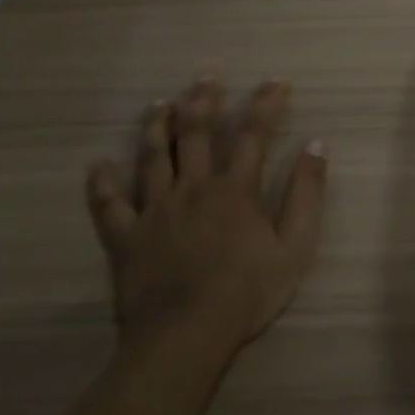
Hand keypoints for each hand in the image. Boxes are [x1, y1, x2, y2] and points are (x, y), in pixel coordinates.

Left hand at [86, 80, 324, 359]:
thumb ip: (306, 193)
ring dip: (157, 126)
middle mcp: (193, 188)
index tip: (276, 82)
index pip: (253, 134)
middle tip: (205, 78)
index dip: (266, 104)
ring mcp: (154, 211)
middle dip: (203, 102)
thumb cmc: (248, 292)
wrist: (185, 337)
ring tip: (160, 104)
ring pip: (152, 157)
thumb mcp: (295, 245)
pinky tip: (98, 165)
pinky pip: (108, 204)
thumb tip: (316, 145)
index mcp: (235, 189)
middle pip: (196, 134)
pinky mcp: (125, 237)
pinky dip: (102, 183)